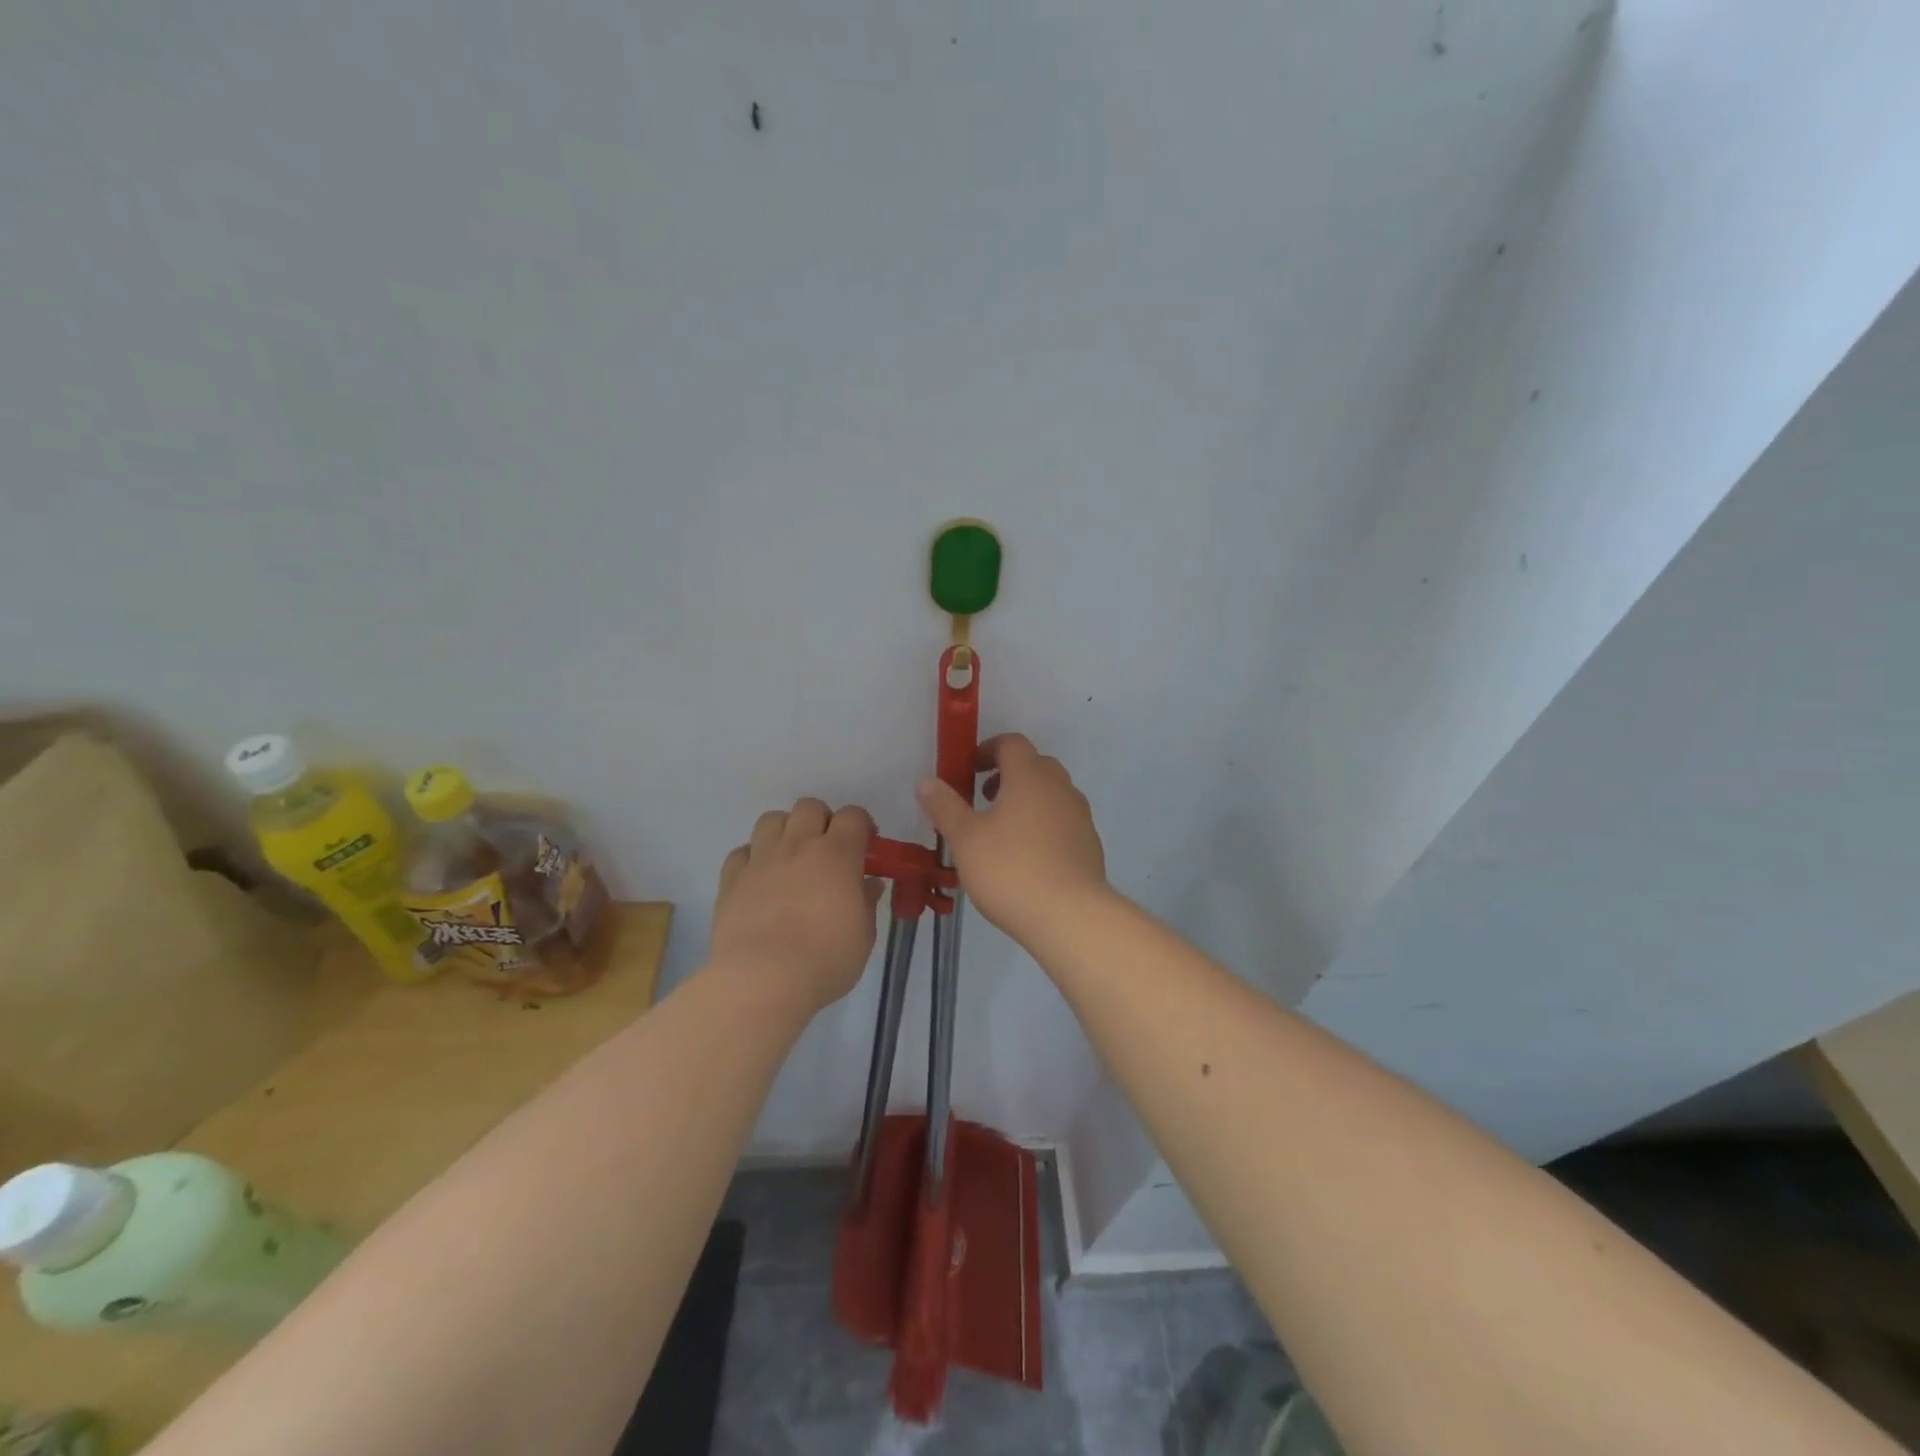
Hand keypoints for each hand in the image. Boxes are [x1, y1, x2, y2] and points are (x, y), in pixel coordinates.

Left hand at [711, 799, 884, 1015]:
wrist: (763, 979)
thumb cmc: (826, 959)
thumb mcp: (863, 935)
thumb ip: (866, 902)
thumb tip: (868, 884)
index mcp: (837, 854)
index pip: (853, 816)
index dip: (862, 826)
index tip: (866, 848)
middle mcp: (798, 845)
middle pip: (809, 807)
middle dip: (822, 821)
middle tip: (827, 851)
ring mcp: (761, 859)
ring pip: (771, 819)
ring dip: (785, 832)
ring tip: (791, 860)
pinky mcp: (731, 879)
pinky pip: (741, 852)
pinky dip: (752, 859)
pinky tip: (759, 881)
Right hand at [916, 734, 1108, 944]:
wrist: (1070, 916)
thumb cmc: (1011, 870)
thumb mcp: (965, 839)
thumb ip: (945, 806)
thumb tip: (927, 782)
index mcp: (1030, 776)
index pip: (1011, 743)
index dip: (987, 750)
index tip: (968, 771)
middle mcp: (1060, 787)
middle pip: (1035, 765)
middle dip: (1007, 775)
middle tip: (983, 801)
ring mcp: (1080, 816)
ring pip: (1051, 794)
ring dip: (1026, 801)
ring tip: (1001, 833)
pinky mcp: (1089, 844)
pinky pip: (1063, 821)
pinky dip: (1044, 826)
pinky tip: (1027, 859)